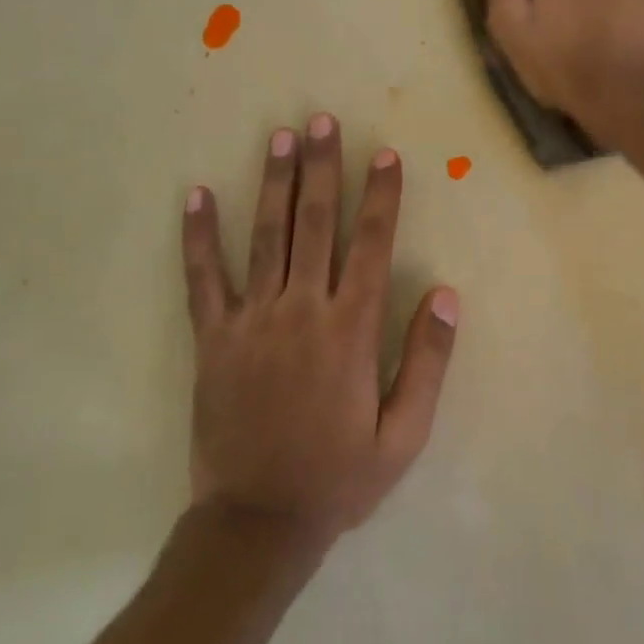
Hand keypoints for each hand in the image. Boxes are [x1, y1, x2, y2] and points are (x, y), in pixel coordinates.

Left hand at [181, 114, 458, 550]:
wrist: (258, 522)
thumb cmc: (340, 477)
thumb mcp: (405, 433)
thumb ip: (428, 361)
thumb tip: (447, 294)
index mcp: (351, 330)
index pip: (371, 246)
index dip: (381, 197)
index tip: (384, 155)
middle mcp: (302, 311)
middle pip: (315, 224)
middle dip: (322, 168)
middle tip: (322, 121)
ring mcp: (252, 322)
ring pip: (266, 237)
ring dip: (274, 183)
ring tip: (279, 138)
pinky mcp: (214, 339)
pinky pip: (204, 279)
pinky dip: (199, 236)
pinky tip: (196, 196)